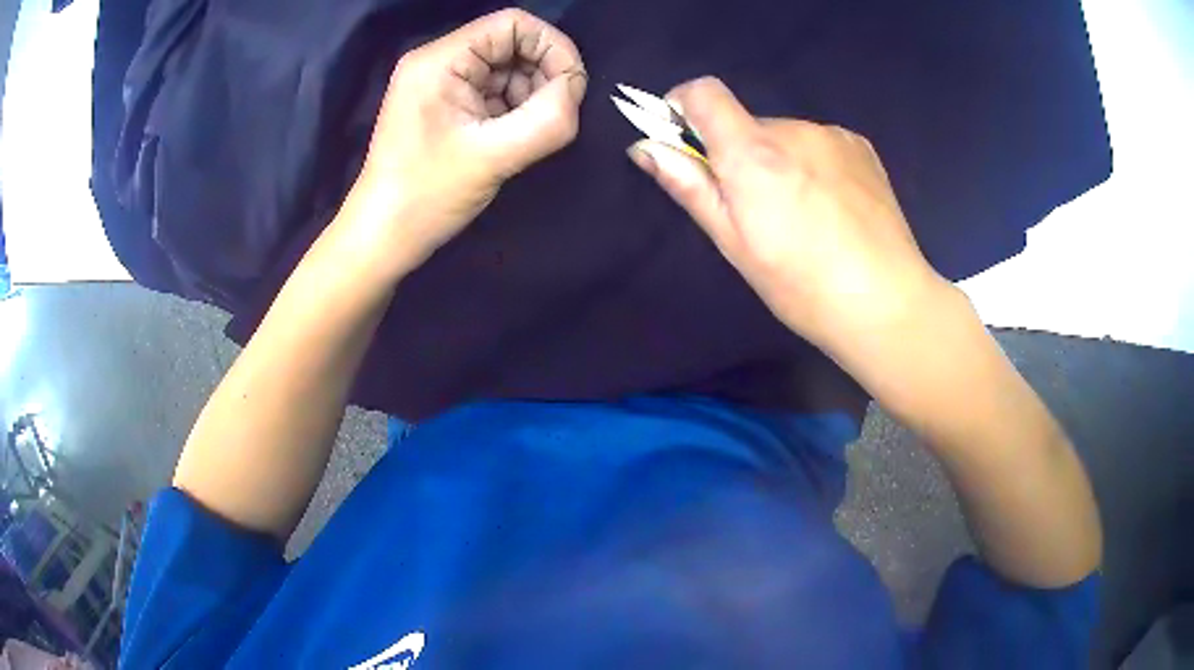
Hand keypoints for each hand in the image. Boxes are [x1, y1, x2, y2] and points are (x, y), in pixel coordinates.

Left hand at [353, 8, 587, 267]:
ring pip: (507, 69)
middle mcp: (439, 61)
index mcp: (441, 60)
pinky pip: (494, 92)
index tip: (572, 88)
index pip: (512, 23)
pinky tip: (514, 138)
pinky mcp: (446, 106)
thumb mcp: (494, 157)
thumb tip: (576, 91)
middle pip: (511, 44)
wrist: (384, 237)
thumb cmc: (427, 196)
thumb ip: (547, 120)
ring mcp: (441, 84)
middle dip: (543, 75)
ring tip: (530, 134)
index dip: (552, 47)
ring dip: (531, 95)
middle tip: (554, 116)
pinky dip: (515, 109)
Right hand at [628, 77, 945, 350]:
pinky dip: (811, 164)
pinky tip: (831, 208)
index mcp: (754, 153)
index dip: (683, 106)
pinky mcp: (860, 146)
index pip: (705, 93)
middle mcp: (793, 129)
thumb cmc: (802, 286)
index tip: (684, 140)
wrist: (887, 303)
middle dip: (739, 154)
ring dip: (779, 161)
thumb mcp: (735, 244)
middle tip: (758, 210)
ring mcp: (832, 135)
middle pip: (746, 123)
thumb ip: (690, 186)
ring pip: (785, 137)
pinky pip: (818, 143)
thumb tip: (645, 148)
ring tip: (802, 215)